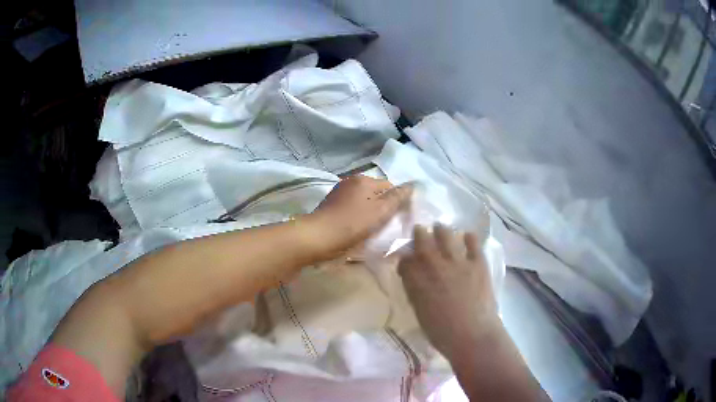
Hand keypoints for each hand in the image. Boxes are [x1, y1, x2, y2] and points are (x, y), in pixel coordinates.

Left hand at [309, 175, 411, 257]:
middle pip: (376, 194)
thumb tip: (412, 184)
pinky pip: (352, 209)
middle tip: (386, 227)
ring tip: (372, 231)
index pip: (390, 187)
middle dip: (383, 208)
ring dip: (370, 213)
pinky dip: (357, 217)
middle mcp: (351, 182)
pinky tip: (357, 230)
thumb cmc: (352, 224)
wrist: (317, 237)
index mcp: (364, 180)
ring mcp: (339, 193)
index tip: (398, 219)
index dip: (397, 202)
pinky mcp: (331, 206)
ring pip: (363, 202)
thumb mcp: (380, 212)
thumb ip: (397, 198)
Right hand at [398, 224, 499, 358]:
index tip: (407, 258)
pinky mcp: (477, 262)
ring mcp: (457, 262)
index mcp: (416, 281)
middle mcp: (434, 266)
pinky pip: (472, 242)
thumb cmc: (442, 333)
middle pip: (422, 241)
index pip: (405, 260)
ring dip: (441, 230)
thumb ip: (416, 292)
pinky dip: (468, 237)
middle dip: (419, 234)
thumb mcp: (420, 312)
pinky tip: (466, 236)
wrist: (473, 335)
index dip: (405, 258)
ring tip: (440, 228)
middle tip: (420, 230)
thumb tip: (415, 280)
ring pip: (445, 235)